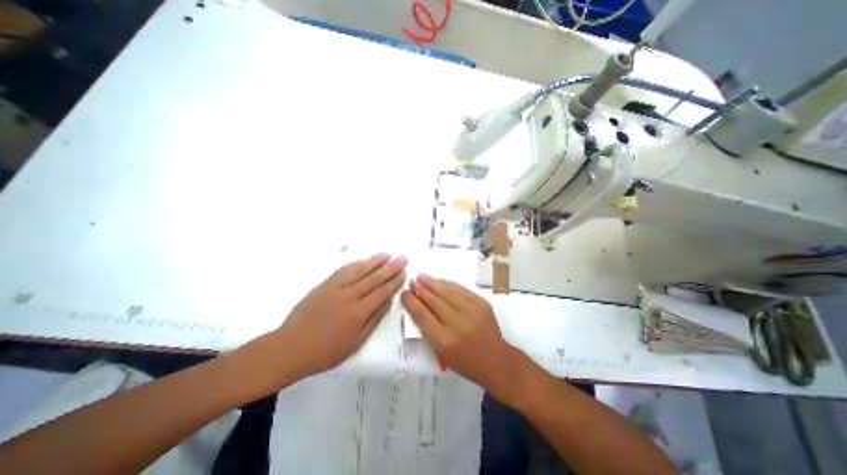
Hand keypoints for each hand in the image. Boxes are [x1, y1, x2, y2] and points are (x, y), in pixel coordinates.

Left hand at [270, 254, 404, 380]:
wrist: (291, 347)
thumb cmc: (326, 351)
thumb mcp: (356, 342)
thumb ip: (374, 320)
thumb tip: (388, 301)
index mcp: (358, 313)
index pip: (382, 292)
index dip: (395, 281)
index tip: (404, 272)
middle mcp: (349, 296)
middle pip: (374, 278)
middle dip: (391, 267)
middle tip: (403, 257)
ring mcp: (335, 288)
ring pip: (360, 270)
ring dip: (375, 261)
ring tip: (388, 254)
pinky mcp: (324, 284)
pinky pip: (343, 270)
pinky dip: (356, 264)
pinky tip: (365, 260)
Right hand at [400, 274, 519, 399]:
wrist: (497, 361)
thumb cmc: (465, 362)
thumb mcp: (442, 353)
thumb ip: (429, 330)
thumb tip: (418, 305)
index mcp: (445, 341)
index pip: (422, 316)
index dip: (411, 302)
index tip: (404, 293)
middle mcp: (458, 324)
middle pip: (434, 301)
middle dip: (420, 289)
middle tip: (412, 281)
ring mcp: (472, 311)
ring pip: (447, 291)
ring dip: (433, 282)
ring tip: (422, 276)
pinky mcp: (482, 303)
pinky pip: (461, 289)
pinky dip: (449, 284)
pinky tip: (440, 281)